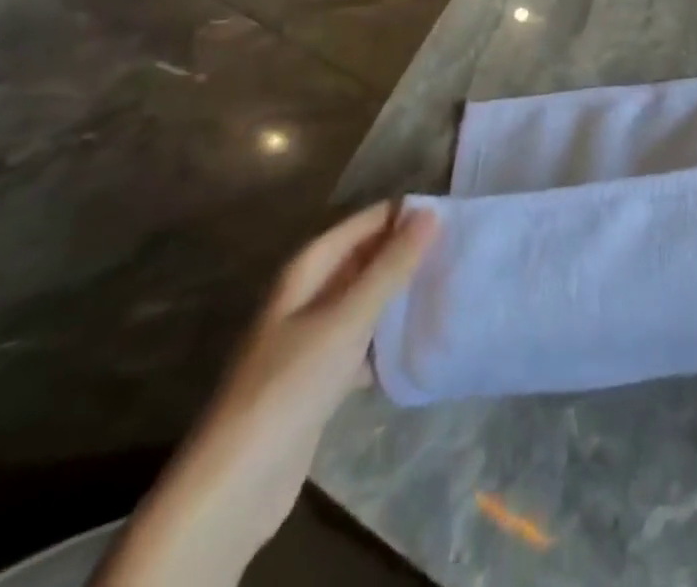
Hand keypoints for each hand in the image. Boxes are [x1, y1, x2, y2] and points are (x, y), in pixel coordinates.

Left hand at [96, 204, 436, 586]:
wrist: (236, 483)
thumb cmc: (292, 382)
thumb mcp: (348, 317)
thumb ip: (392, 266)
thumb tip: (431, 213)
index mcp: (308, 269)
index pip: (366, 222)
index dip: (405, 215)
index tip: (454, 215)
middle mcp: (309, 294)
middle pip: (366, 259)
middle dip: (408, 253)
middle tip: (460, 249)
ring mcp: (313, 336)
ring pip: (367, 299)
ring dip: (401, 294)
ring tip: (450, 285)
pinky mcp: (321, 375)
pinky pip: (364, 339)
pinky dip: (389, 336)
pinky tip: (422, 338)